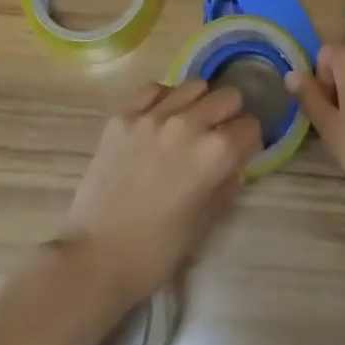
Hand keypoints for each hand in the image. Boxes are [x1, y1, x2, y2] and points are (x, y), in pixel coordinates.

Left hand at [59, 80, 261, 305]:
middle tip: (218, 136)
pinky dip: (164, 99)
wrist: (94, 258)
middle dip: (230, 116)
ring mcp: (153, 115)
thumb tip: (235, 169)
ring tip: (189, 124)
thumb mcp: (203, 226)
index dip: (250, 141)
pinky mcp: (124, 114)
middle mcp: (188, 123)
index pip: (250, 127)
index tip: (242, 153)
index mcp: (214, 154)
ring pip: (194, 85)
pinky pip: (154, 89)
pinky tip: (160, 119)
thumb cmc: (154, 252)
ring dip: (200, 103)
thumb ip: (225, 189)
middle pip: (227, 97)